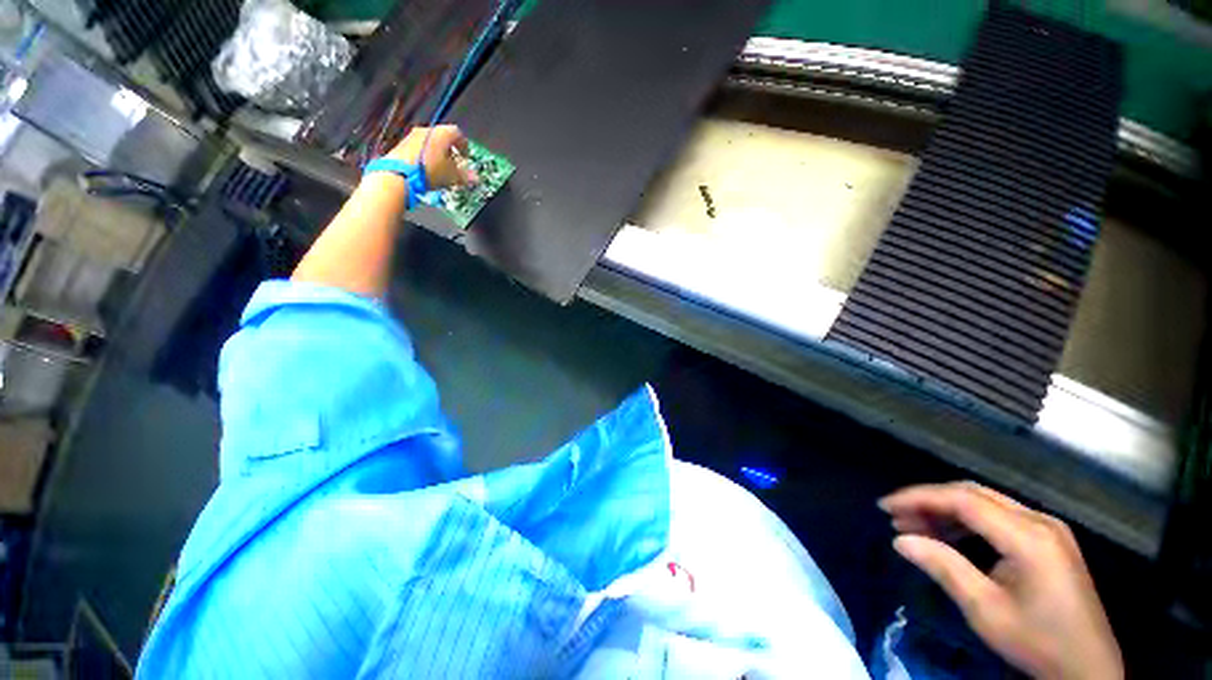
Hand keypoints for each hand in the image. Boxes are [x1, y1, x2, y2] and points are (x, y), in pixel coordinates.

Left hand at [386, 125, 474, 189]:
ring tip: (441, 168)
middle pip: (443, 137)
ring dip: (437, 153)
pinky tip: (427, 168)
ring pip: (430, 142)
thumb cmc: (432, 170)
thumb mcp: (452, 176)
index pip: (458, 134)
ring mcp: (413, 135)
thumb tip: (476, 178)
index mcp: (442, 133)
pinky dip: (426, 156)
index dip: (464, 145)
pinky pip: (419, 147)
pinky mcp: (402, 144)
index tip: (466, 157)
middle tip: (454, 163)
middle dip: (450, 150)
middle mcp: (428, 129)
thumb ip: (465, 175)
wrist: (400, 173)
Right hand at [879, 482, 1122, 679]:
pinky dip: (968, 521)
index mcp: (1028, 536)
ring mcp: (1048, 528)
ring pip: (986, 502)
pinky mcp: (1050, 539)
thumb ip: (943, 568)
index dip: (919, 498)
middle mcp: (1040, 521)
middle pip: (973, 494)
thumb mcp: (985, 610)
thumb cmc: (1037, 642)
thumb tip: (900, 540)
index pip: (962, 500)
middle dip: (929, 501)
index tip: (885, 507)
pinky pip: (1000, 516)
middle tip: (896, 517)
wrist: (1088, 669)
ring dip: (947, 510)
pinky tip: (950, 536)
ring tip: (916, 526)